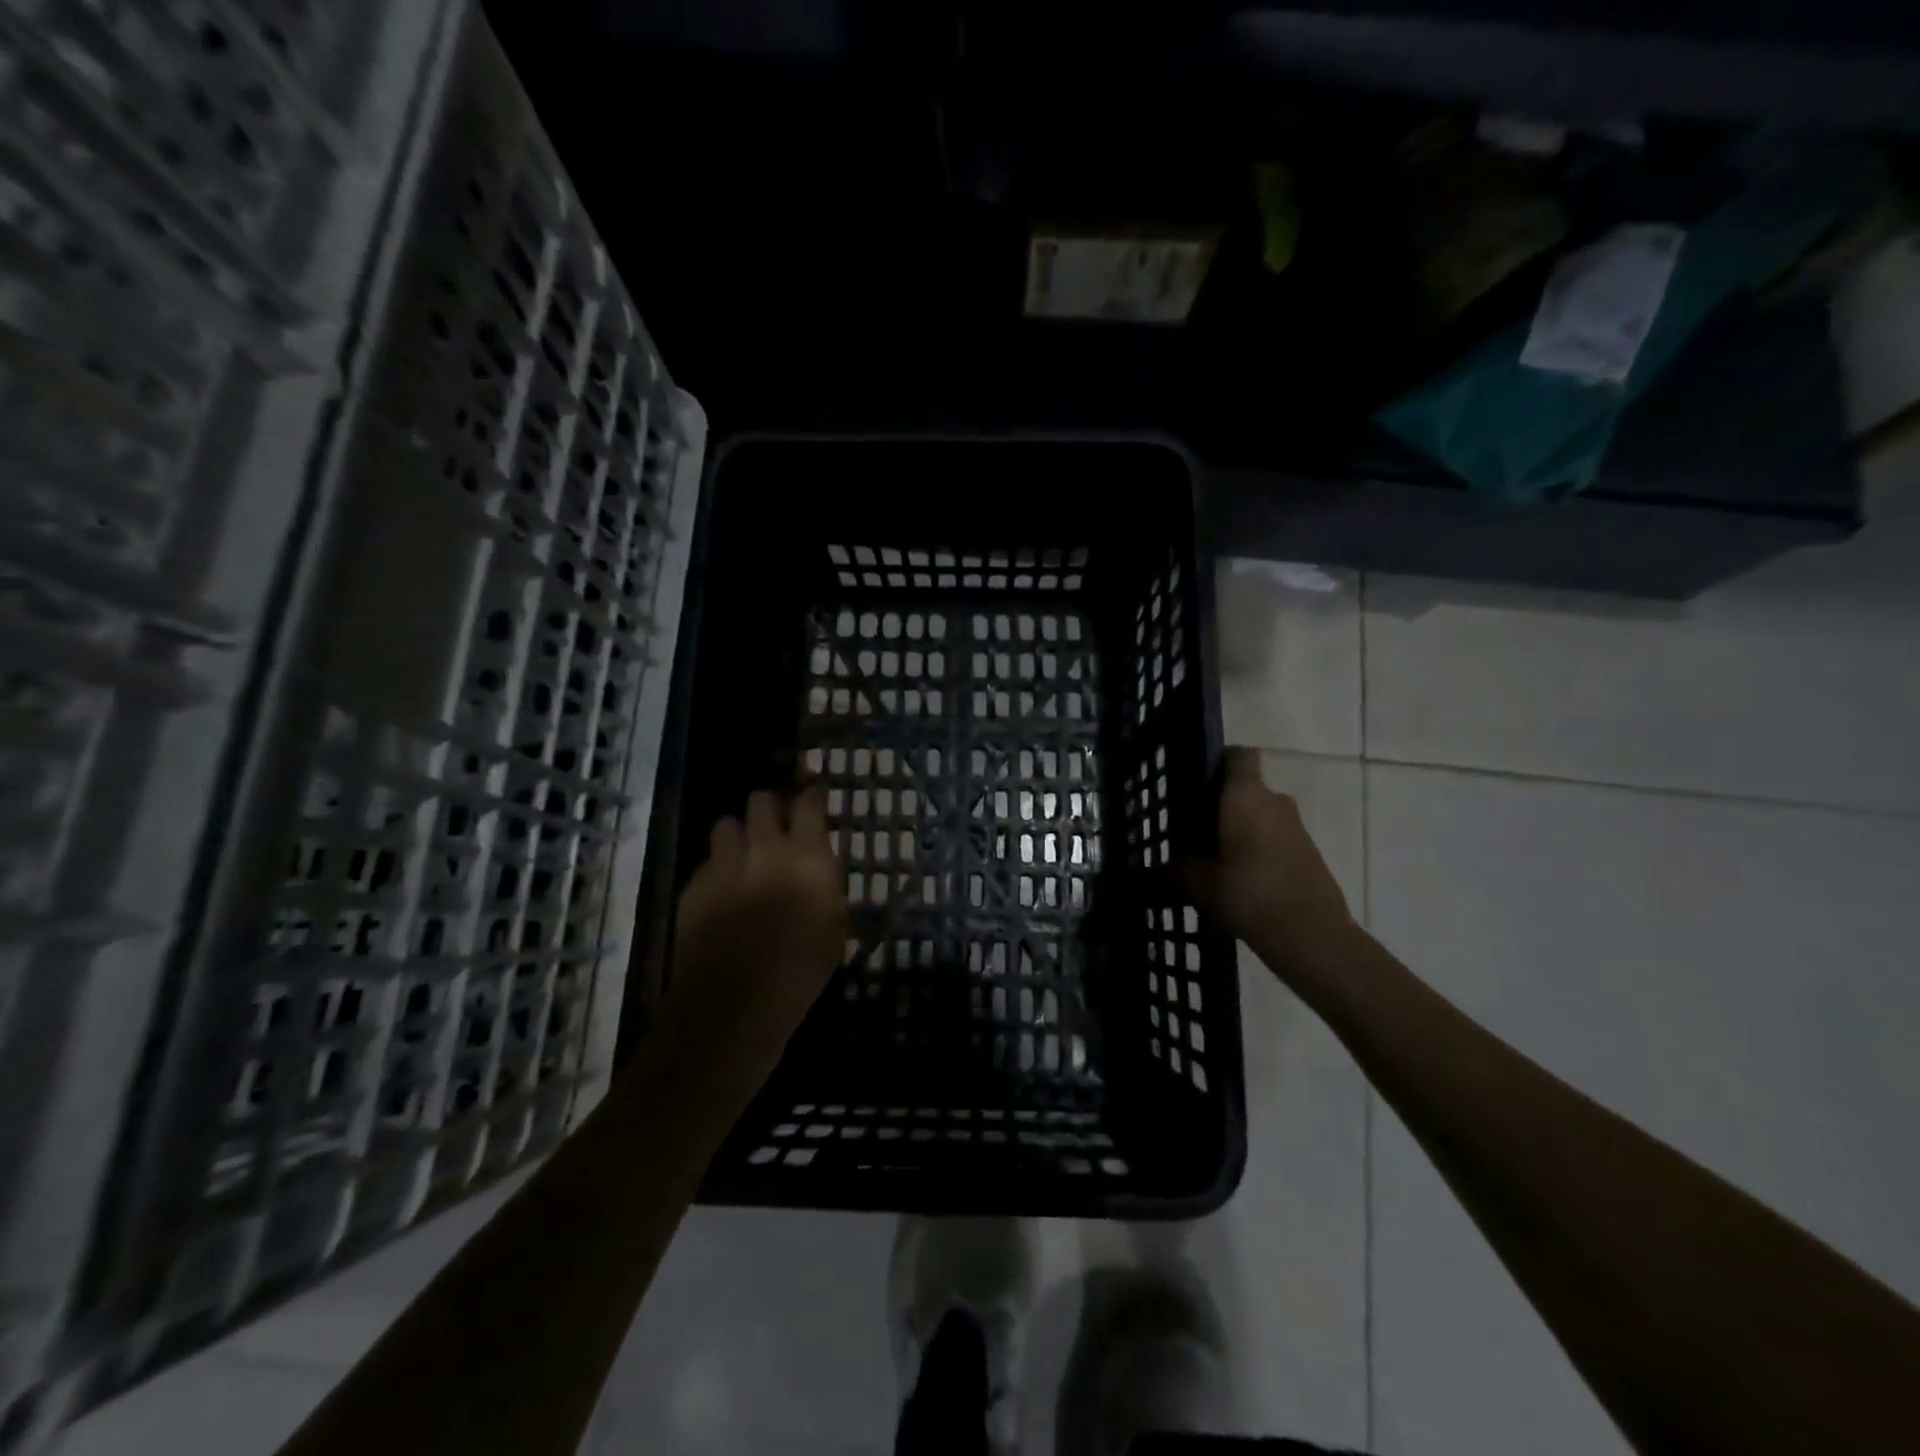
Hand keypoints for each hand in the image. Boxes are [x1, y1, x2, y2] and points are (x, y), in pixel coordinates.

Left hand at [661, 785, 847, 1087]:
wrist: (734, 1002)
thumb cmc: (801, 970)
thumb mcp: (835, 928)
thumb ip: (826, 889)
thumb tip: (821, 874)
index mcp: (807, 854)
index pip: (809, 801)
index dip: (812, 793)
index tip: (816, 794)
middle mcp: (764, 847)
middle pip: (761, 800)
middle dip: (770, 807)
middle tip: (777, 826)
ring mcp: (724, 864)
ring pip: (726, 824)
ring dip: (739, 834)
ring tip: (745, 855)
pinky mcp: (694, 886)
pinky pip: (707, 862)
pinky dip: (717, 868)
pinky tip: (723, 892)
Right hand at [1182, 748, 1354, 979]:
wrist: (1311, 935)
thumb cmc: (1248, 894)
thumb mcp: (1200, 882)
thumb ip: (1181, 865)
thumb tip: (1167, 862)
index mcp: (1246, 796)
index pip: (1239, 755)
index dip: (1221, 761)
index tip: (1199, 781)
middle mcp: (1275, 802)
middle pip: (1249, 789)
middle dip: (1226, 804)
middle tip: (1199, 828)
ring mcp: (1298, 828)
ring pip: (1264, 815)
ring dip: (1245, 829)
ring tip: (1218, 858)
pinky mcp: (1310, 853)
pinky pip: (1278, 839)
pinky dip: (1262, 850)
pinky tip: (1243, 878)